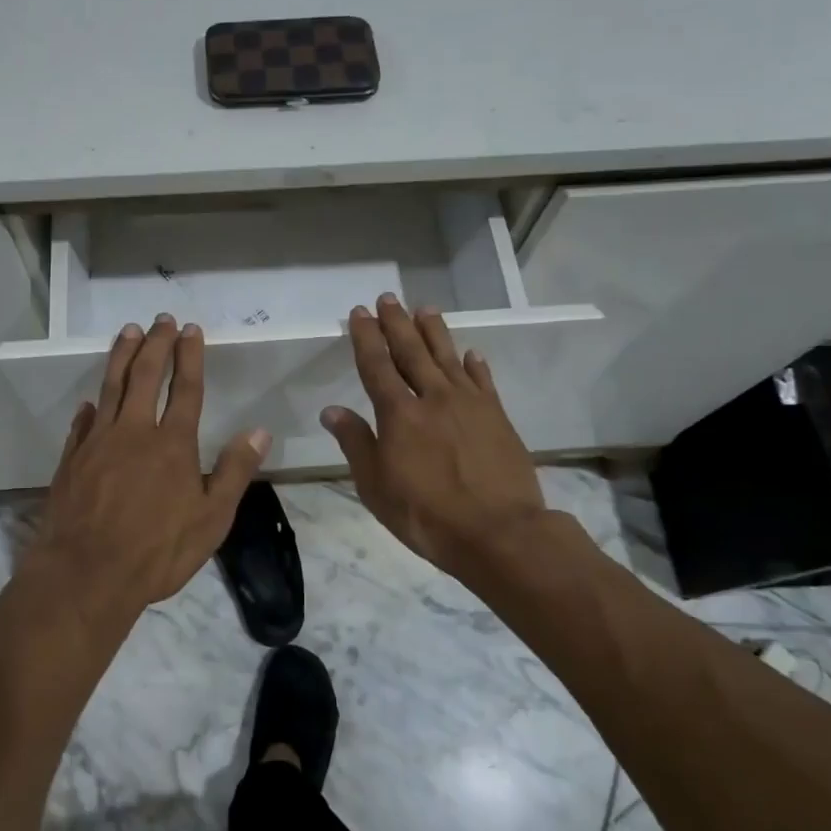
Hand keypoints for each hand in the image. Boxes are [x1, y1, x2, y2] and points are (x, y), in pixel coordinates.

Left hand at [27, 315, 271, 619]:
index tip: (191, 329)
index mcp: (172, 444)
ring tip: (128, 332)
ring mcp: (98, 443)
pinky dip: (90, 406)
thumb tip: (259, 431)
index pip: (185, 388)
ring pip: (111, 387)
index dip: (189, 356)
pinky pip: (83, 423)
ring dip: (121, 357)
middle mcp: (134, 432)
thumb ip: (234, 471)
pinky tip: (91, 400)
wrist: (86, 575)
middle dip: (156, 344)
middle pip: (145, 376)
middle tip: (161, 319)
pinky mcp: (72, 460)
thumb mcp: (212, 519)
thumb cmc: (157, 551)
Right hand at [322, 295, 547, 583]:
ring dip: (434, 331)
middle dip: (397, 323)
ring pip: (448, 357)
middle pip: (412, 351)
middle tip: (388, 298)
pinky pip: (483, 381)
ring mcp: (470, 404)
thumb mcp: (376, 486)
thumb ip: (356, 443)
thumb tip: (332, 410)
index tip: (360, 312)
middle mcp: (433, 398)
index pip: (377, 365)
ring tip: (425, 309)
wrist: (498, 532)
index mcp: (399, 414)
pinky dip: (475, 364)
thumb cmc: (426, 514)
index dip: (367, 337)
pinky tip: (471, 353)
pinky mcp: (497, 417)